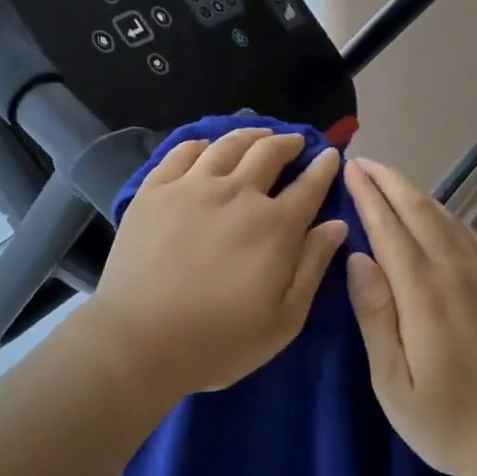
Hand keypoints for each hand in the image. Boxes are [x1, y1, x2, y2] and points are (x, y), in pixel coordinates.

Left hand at [86, 129, 348, 403]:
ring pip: (227, 145)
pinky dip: (202, 143)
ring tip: (259, 134)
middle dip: (288, 143)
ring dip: (250, 134)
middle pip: (269, 153)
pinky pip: (182, 152)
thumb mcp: (285, 319)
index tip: (331, 156)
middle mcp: (237, 194)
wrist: (140, 341)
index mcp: (275, 226)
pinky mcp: (154, 191)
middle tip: (295, 142)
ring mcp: (191, 187)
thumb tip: (336, 224)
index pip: (309, 186)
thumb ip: (313, 266)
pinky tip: (207, 146)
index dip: (324, 168)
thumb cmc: (220, 341)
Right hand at [343, 157, 476, 475]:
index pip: (390, 229)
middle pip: (419, 211)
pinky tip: (434, 215)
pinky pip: (469, 235)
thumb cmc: (447, 420)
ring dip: (415, 193)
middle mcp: (457, 272)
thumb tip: (357, 258)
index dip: (368, 196)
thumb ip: (375, 315)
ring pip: (446, 218)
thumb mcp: (393, 382)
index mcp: (424, 294)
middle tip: (363, 163)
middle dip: (389, 182)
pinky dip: (444, 214)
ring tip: (389, 180)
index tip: (350, 170)